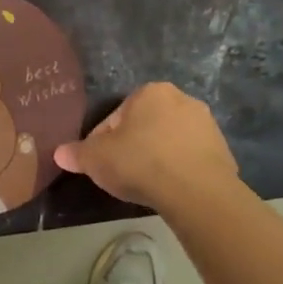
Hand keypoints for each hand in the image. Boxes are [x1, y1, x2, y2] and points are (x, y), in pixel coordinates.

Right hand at [52, 82, 238, 209]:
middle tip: (122, 174)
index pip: (115, 117)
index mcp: (150, 92)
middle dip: (133, 146)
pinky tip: (170, 189)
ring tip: (146, 185)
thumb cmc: (140, 163)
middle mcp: (181, 99)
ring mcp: (206, 124)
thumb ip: (77, 154)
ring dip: (157, 157)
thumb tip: (59, 153)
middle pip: (145, 125)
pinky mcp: (222, 149)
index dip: (102, 142)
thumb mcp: (97, 159)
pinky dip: (179, 170)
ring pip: (169, 141)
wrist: (197, 191)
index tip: (99, 164)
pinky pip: (190, 158)